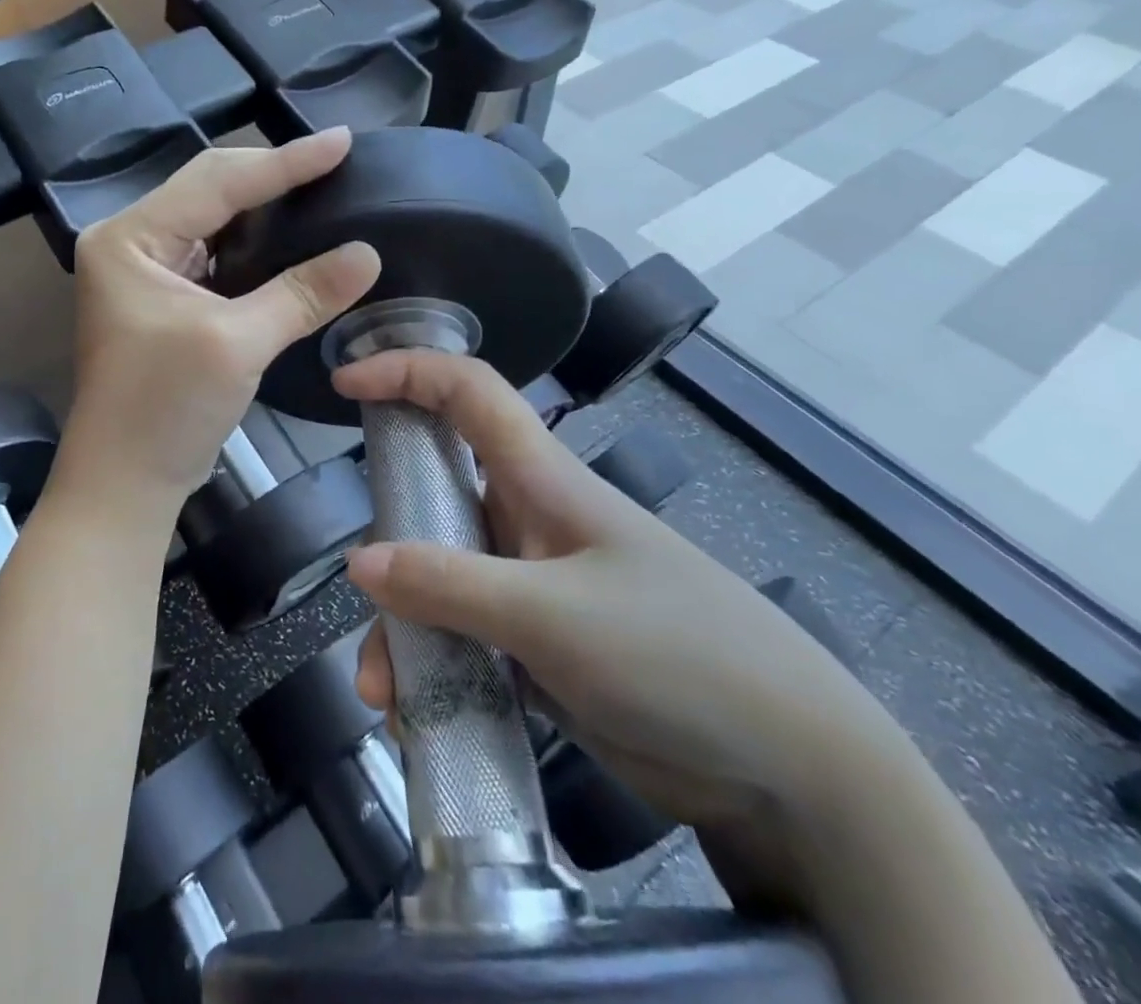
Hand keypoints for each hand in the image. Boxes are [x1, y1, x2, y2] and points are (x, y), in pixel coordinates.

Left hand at [56, 129, 380, 520]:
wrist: (125, 483)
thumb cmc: (165, 410)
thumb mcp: (237, 344)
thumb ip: (302, 293)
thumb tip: (368, 253)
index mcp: (130, 238)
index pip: (218, 182)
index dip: (285, 161)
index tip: (342, 140)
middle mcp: (130, 241)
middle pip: (211, 189)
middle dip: (272, 174)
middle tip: (334, 158)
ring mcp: (144, 270)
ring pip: (214, 218)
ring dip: (264, 204)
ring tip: (319, 184)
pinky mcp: (163, 297)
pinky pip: (216, 252)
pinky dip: (254, 243)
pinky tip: (289, 234)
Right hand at [339, 350, 917, 905]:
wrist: (794, 770)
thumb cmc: (678, 653)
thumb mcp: (553, 615)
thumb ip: (451, 586)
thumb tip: (359, 563)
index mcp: (543, 481)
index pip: (469, 393)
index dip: (408, 371)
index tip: (346, 383)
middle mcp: (531, 522)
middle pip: (437, 501)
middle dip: (390, 547)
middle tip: (363, 600)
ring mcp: (535, 587)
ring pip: (443, 582)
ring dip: (407, 633)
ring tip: (386, 698)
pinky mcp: (541, 649)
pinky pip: (466, 641)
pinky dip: (437, 671)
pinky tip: (423, 722)